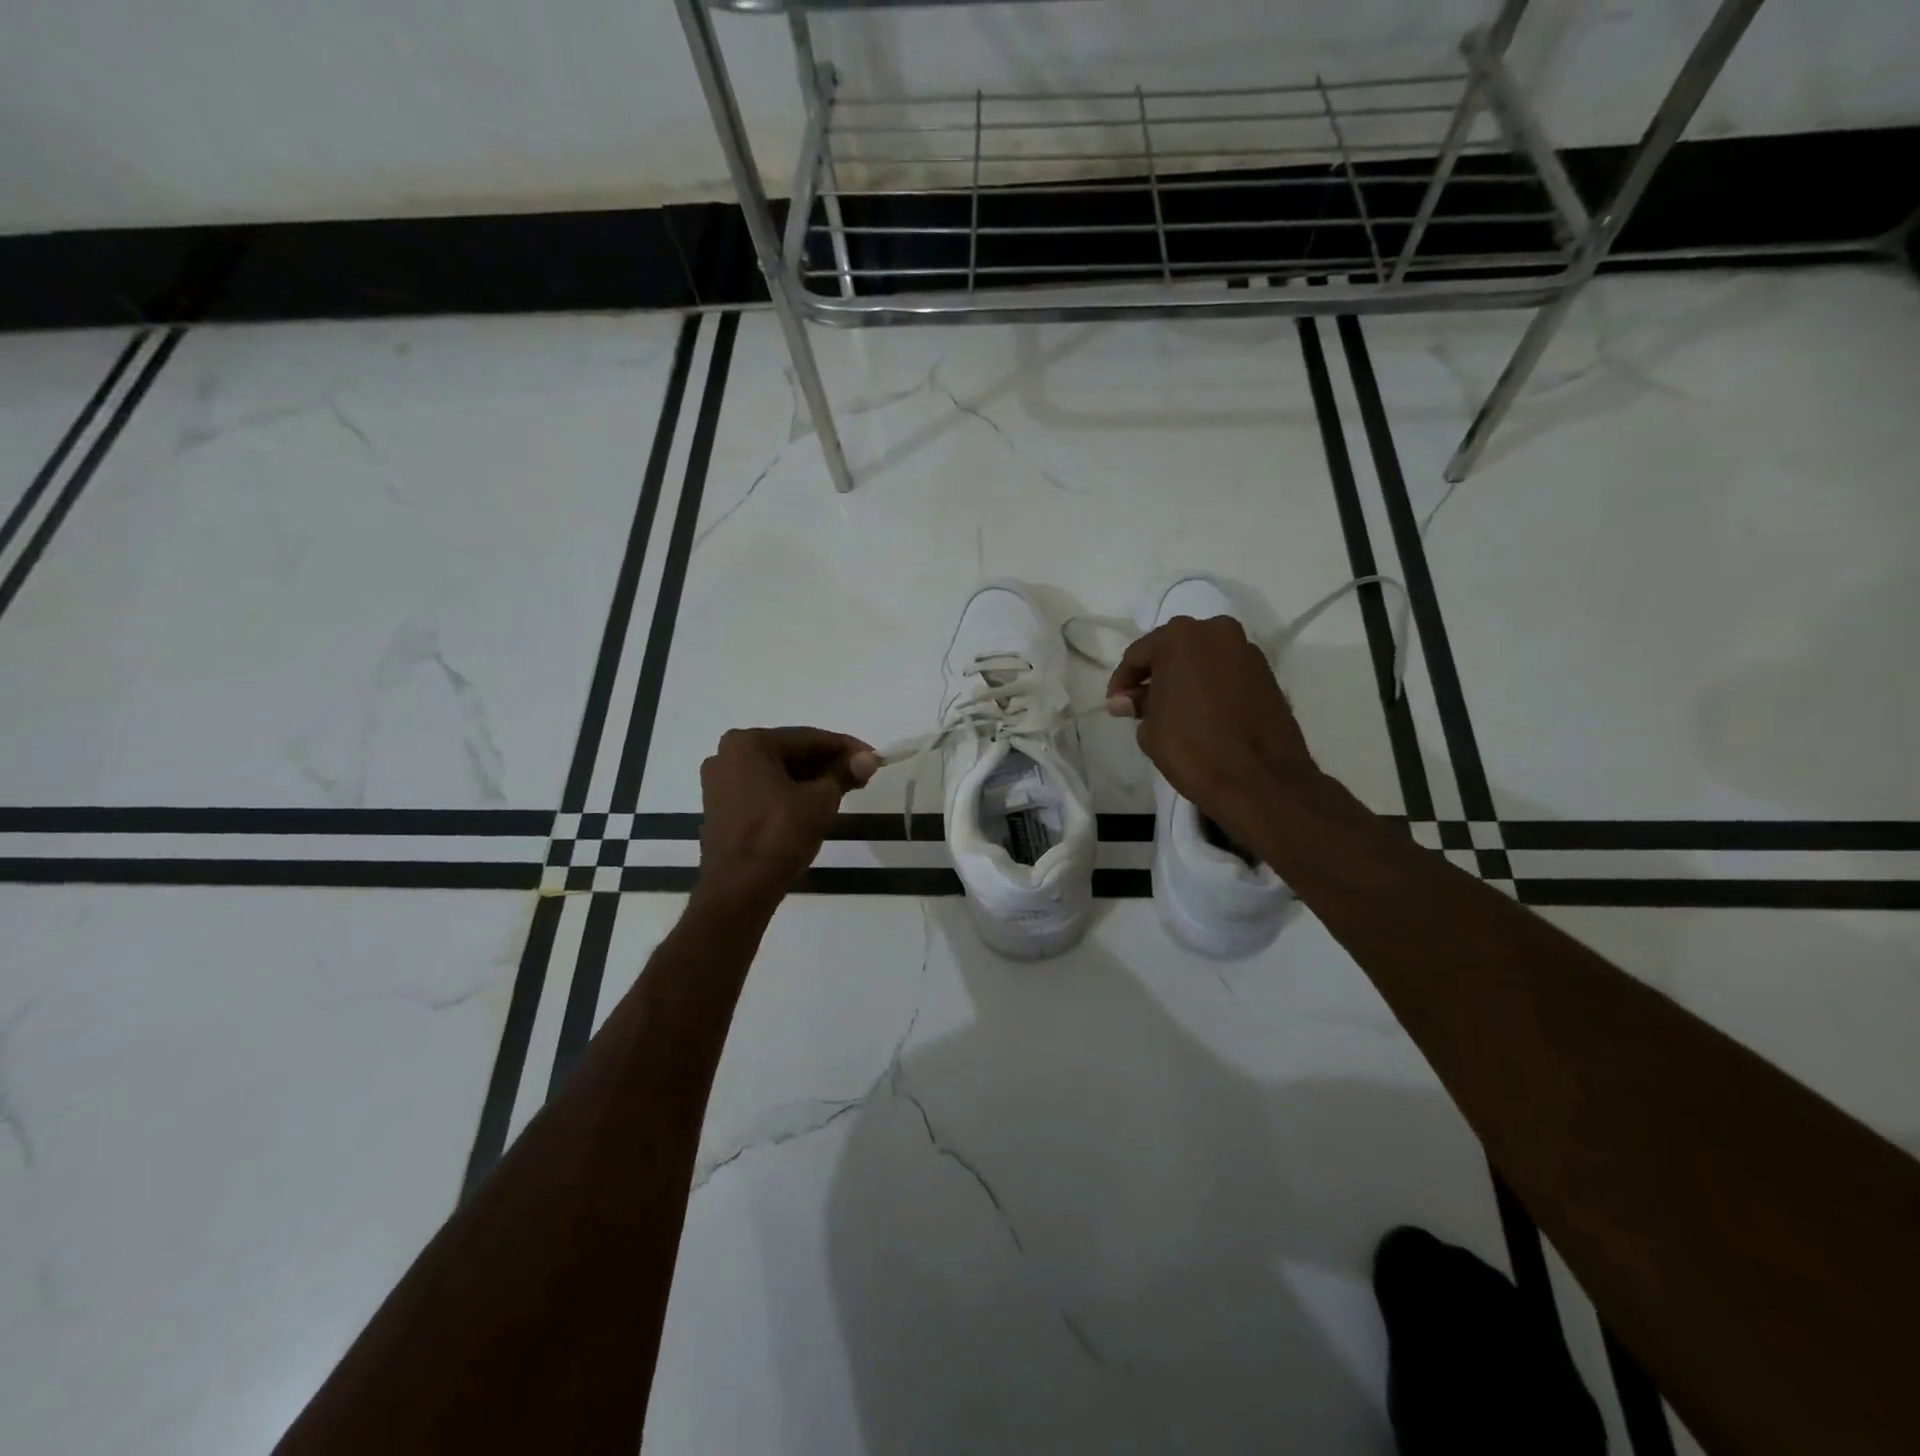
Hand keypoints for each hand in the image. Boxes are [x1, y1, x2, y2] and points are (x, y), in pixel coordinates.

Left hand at [696, 727, 877, 909]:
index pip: (808, 738)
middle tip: (862, 775)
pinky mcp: (721, 806)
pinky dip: (790, 792)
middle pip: (791, 752)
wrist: (739, 889)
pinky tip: (815, 803)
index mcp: (748, 743)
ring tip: (845, 790)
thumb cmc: (779, 835)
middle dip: (828, 763)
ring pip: (777, 772)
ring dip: (811, 779)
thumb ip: (844, 773)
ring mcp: (720, 781)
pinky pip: (763, 789)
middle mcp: (727, 754)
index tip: (874, 758)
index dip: (846, 748)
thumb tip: (869, 759)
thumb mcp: (820, 800)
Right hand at [1108, 615, 1318, 838]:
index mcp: (1179, 637)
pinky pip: (1227, 671)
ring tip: (1173, 708)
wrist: (1259, 780)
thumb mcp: (1151, 728)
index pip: (1138, 654)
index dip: (1123, 681)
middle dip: (1156, 673)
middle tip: (1141, 703)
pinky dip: (1211, 684)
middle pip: (1174, 648)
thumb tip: (1124, 700)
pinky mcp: (1267, 672)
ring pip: (1204, 658)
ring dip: (1185, 677)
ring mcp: (1246, 650)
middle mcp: (1215, 631)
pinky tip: (1202, 710)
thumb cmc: (1192, 748)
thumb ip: (1137, 705)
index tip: (1116, 705)